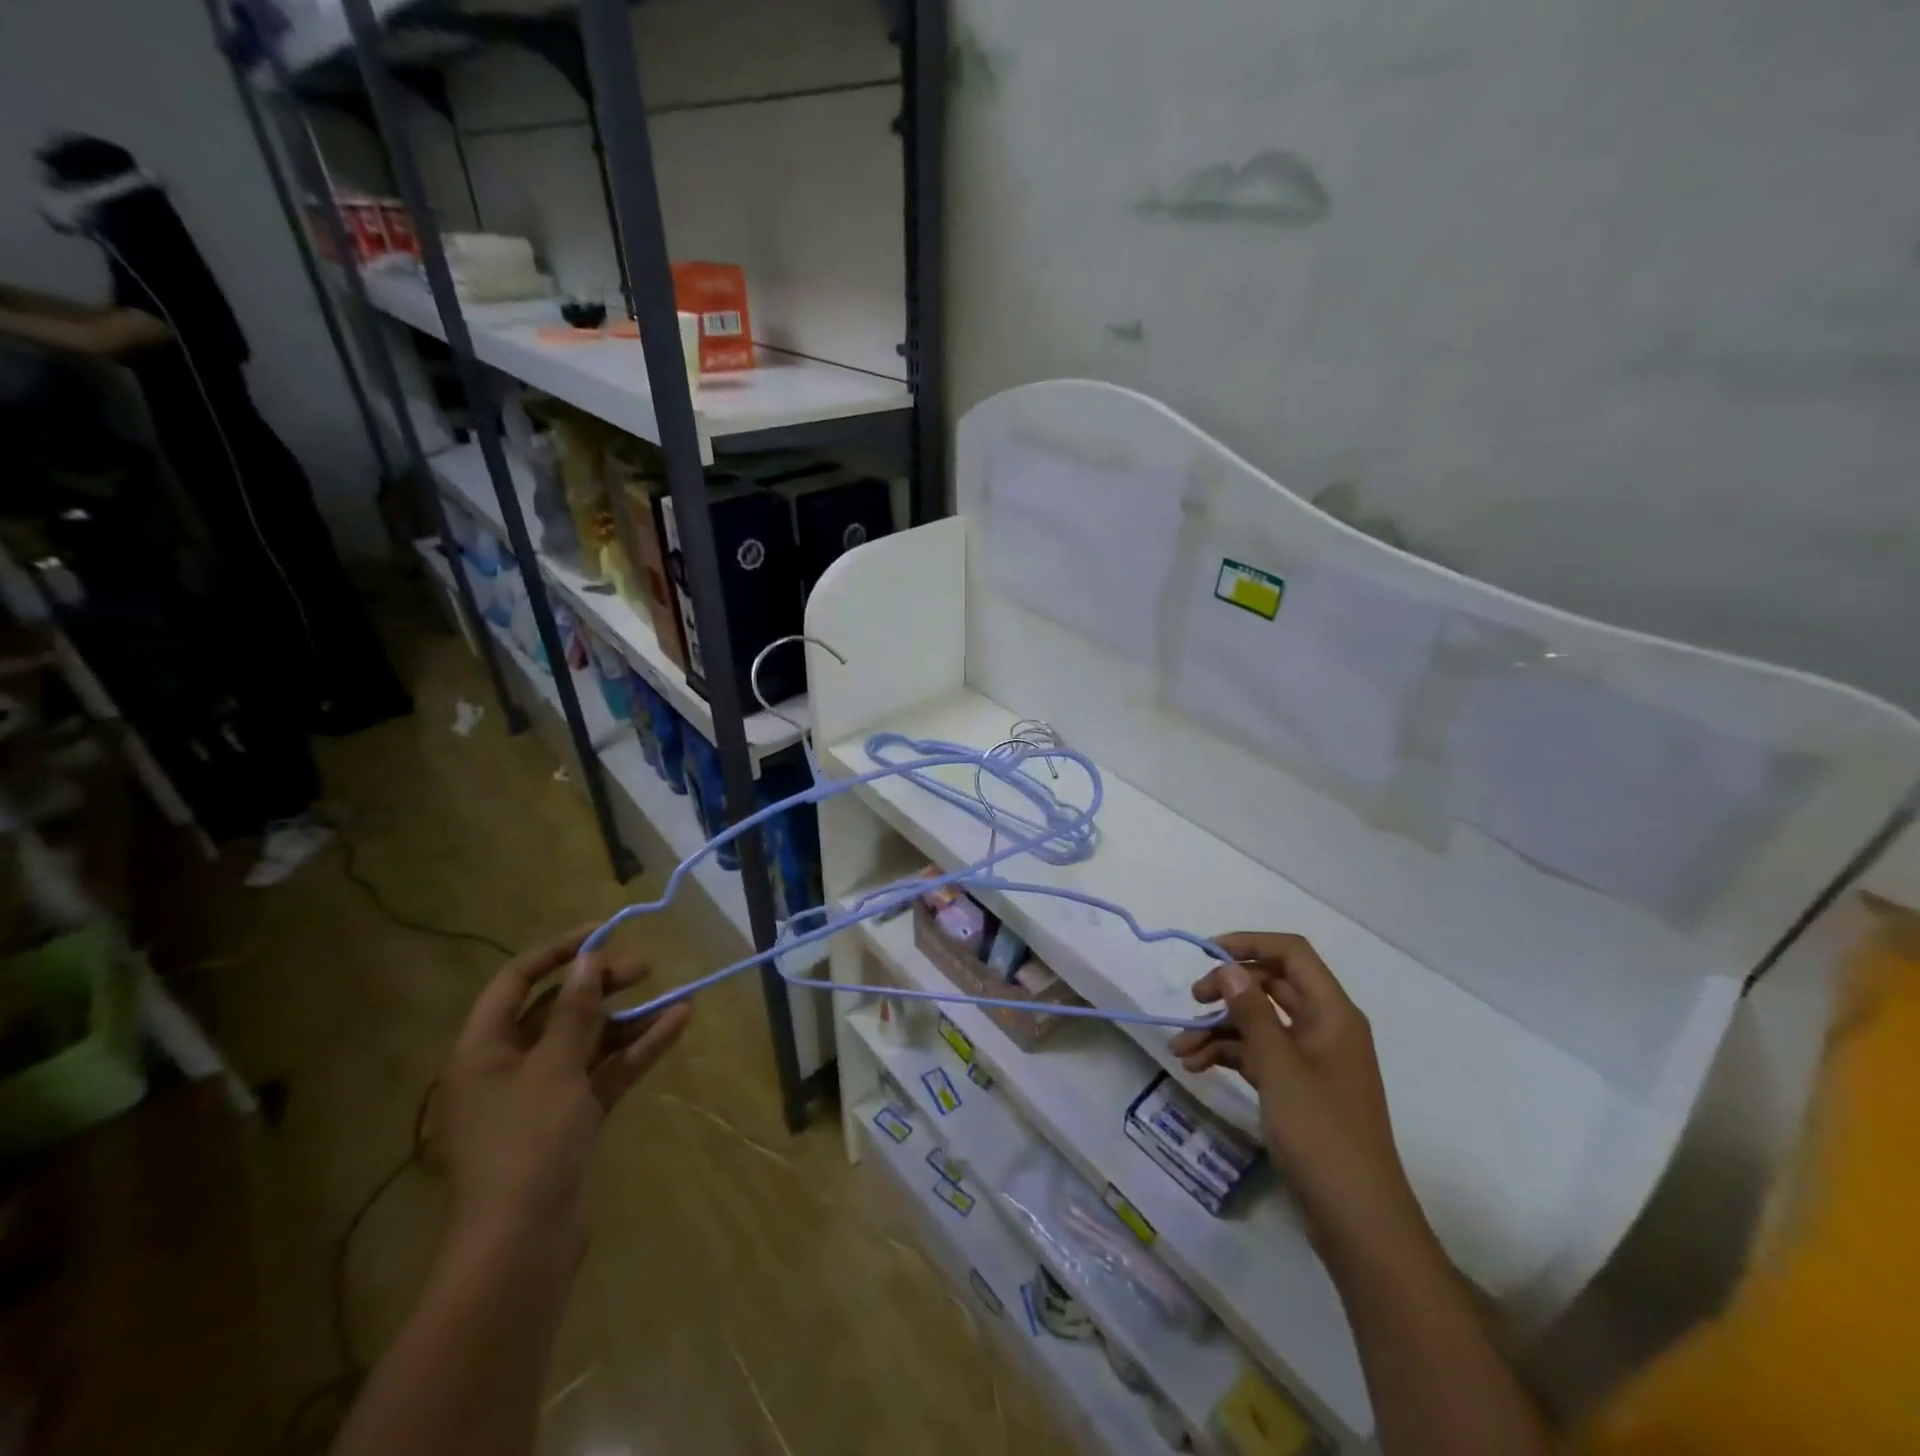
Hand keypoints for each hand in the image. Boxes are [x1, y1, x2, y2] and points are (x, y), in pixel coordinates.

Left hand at [437, 923, 691, 1266]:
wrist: (523, 1243)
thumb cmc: (527, 1142)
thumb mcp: (554, 1066)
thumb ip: (575, 1010)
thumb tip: (588, 961)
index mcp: (483, 1050)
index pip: (516, 982)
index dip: (558, 952)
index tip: (604, 932)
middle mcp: (509, 1067)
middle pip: (558, 1010)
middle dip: (603, 986)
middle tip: (647, 967)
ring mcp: (543, 1095)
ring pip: (590, 1041)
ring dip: (631, 1019)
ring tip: (679, 996)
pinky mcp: (572, 1120)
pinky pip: (606, 1071)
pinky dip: (638, 1050)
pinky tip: (677, 1025)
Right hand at [1172, 933, 1424, 1263]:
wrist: (1357, 1220)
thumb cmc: (1322, 1134)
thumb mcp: (1279, 1068)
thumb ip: (1252, 1012)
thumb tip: (1230, 966)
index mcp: (1332, 1014)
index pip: (1292, 954)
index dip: (1250, 943)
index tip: (1206, 953)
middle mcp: (1324, 1028)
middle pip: (1271, 985)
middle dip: (1228, 989)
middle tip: (1192, 1000)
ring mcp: (1312, 1059)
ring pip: (1260, 1023)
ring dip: (1219, 1029)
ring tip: (1180, 1049)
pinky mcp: (1299, 1088)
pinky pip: (1259, 1054)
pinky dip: (1229, 1055)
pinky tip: (1197, 1067)